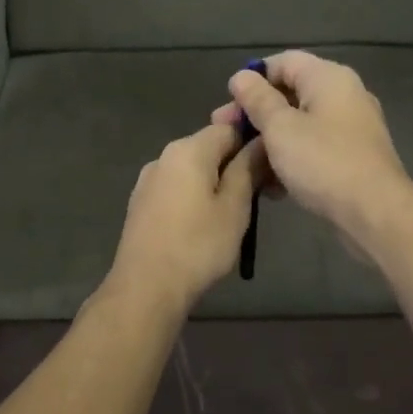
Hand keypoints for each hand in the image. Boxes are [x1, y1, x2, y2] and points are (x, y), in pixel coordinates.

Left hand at [107, 123, 266, 312]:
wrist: (146, 286)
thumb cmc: (198, 245)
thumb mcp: (235, 207)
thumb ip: (248, 168)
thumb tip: (260, 141)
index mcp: (188, 149)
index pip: (228, 127)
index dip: (253, 143)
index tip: (271, 169)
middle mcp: (164, 156)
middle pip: (209, 148)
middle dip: (236, 165)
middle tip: (262, 197)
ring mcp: (148, 180)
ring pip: (193, 170)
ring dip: (217, 183)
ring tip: (236, 215)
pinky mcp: (141, 204)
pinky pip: (177, 188)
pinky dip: (196, 197)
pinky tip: (205, 225)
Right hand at [215, 51, 410, 234]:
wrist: (376, 213)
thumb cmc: (323, 162)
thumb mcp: (280, 128)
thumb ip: (257, 99)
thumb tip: (241, 76)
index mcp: (328, 78)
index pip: (283, 61)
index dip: (253, 78)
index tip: (229, 104)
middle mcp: (344, 95)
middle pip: (290, 93)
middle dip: (256, 113)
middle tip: (226, 133)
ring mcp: (352, 128)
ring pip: (300, 124)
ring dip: (270, 140)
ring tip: (244, 164)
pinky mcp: (353, 157)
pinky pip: (314, 148)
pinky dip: (292, 159)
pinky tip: (272, 185)